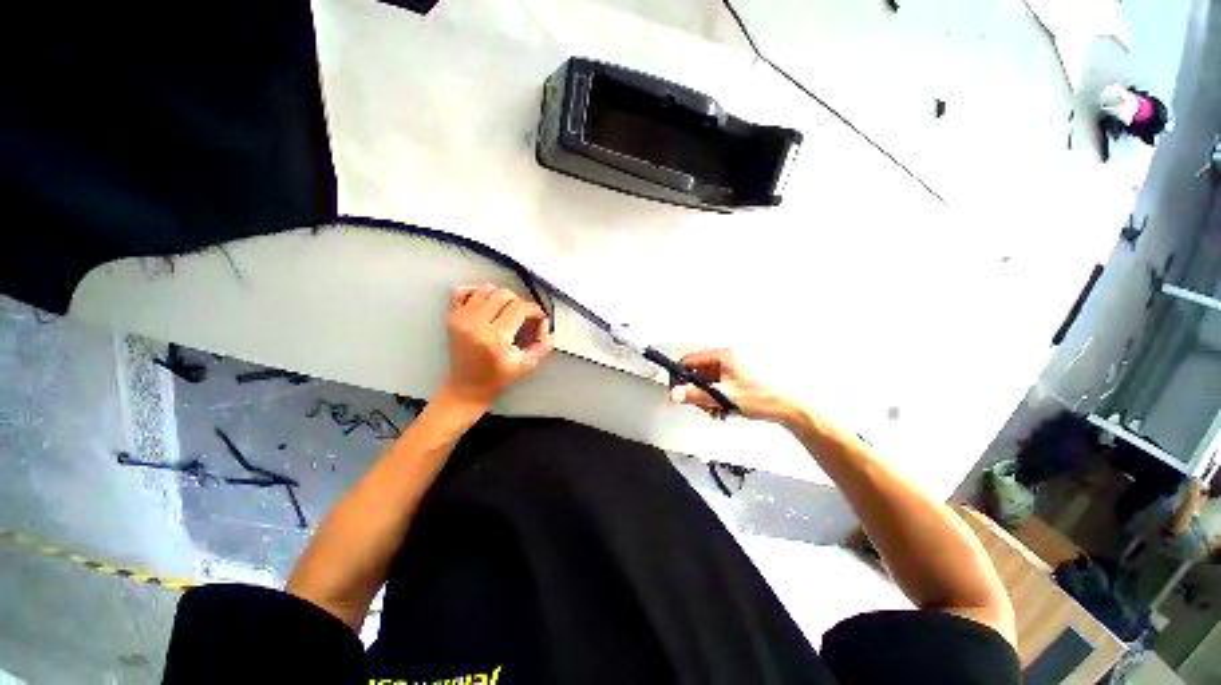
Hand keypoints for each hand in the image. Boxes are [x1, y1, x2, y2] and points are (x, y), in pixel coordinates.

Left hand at [440, 284, 552, 407]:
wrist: (466, 388)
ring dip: (501, 296)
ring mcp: (461, 319)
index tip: (539, 318)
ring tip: (507, 310)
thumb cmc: (496, 379)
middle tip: (524, 316)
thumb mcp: (527, 365)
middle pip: (504, 295)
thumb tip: (545, 325)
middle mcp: (476, 324)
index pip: (520, 308)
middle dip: (520, 303)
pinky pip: (462, 291)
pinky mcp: (452, 317)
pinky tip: (486, 302)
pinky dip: (476, 291)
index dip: (534, 310)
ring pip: (487, 290)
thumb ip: (543, 344)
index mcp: (495, 337)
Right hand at [667, 349, 796, 423]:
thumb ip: (696, 395)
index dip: (679, 376)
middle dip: (695, 391)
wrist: (790, 408)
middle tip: (700, 405)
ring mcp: (732, 370)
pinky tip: (722, 410)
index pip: (689, 361)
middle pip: (697, 373)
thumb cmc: (765, 397)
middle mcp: (726, 359)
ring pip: (707, 382)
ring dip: (706, 398)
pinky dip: (716, 399)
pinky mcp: (737, 379)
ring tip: (715, 410)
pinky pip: (717, 387)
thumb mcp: (724, 397)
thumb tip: (675, 394)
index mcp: (723, 356)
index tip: (676, 391)